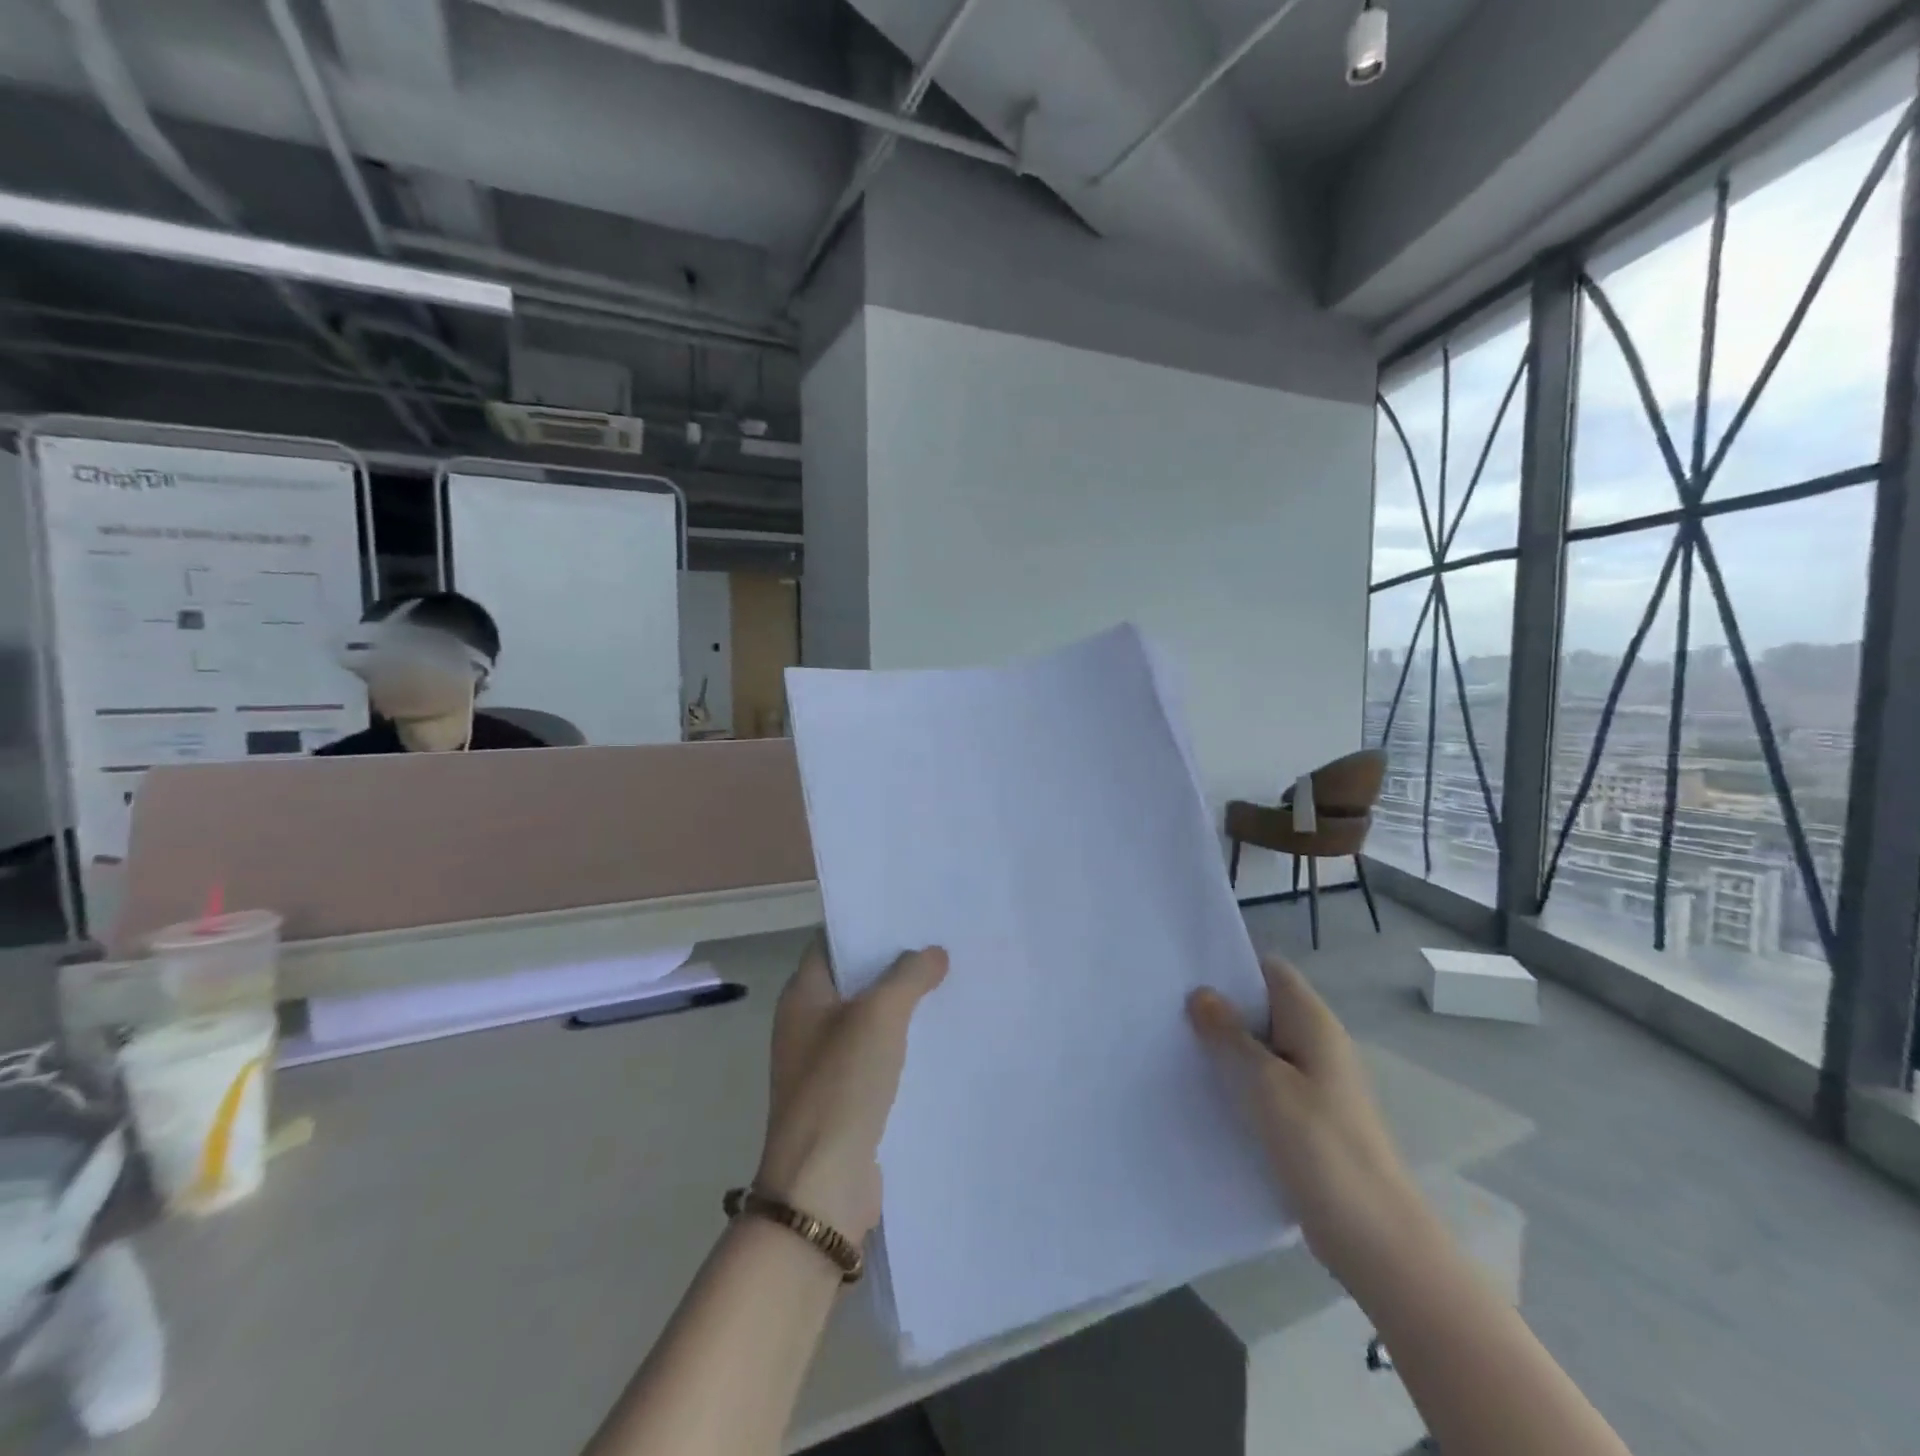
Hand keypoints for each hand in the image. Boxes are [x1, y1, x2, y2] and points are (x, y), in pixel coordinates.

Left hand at [755, 935, 947, 1243]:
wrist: (821, 1186)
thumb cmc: (841, 1085)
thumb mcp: (879, 1016)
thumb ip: (908, 976)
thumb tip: (934, 952)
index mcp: (803, 996)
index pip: (833, 942)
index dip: (867, 924)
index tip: (909, 912)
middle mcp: (809, 1023)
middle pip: (855, 979)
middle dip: (895, 963)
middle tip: (942, 942)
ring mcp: (826, 1063)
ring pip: (870, 1018)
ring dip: (904, 1004)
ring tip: (951, 981)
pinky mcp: (846, 1096)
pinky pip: (879, 1055)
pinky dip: (905, 1042)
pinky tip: (942, 1034)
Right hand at [1188, 955, 1425, 1283]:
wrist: (1375, 1238)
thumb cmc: (1321, 1147)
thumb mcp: (1266, 1083)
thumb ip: (1230, 1035)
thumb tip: (1201, 994)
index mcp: (1313, 1023)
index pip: (1270, 970)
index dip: (1231, 965)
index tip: (1185, 974)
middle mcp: (1317, 1044)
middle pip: (1262, 1007)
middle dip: (1219, 1008)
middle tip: (1168, 1011)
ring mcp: (1314, 1083)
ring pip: (1261, 1048)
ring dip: (1225, 1048)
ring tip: (1175, 1048)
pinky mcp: (1307, 1118)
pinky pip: (1265, 1084)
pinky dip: (1238, 1082)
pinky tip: (1204, 1093)